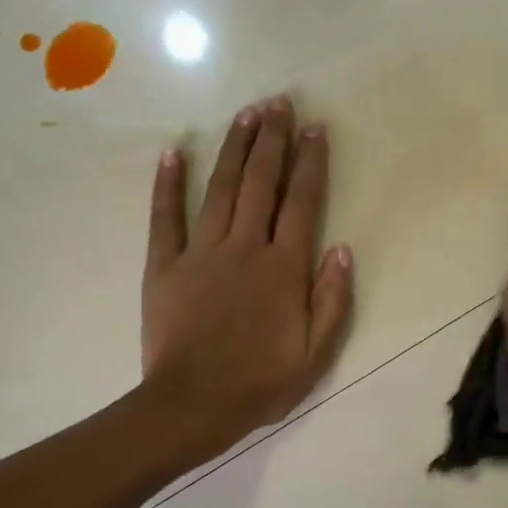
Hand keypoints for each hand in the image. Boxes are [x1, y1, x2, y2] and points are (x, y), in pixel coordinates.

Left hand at [142, 95, 354, 459]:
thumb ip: (332, 301)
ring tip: (246, 114)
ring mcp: (201, 254)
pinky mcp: (164, 266)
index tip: (315, 128)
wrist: (192, 405)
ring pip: (220, 189)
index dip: (310, 163)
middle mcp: (244, 248)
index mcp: (283, 269)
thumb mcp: (315, 354)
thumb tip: (342, 249)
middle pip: (260, 183)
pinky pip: (165, 217)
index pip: (302, 203)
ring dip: (235, 148)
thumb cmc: (260, 384)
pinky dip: (168, 184)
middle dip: (273, 140)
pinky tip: (173, 152)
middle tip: (280, 102)